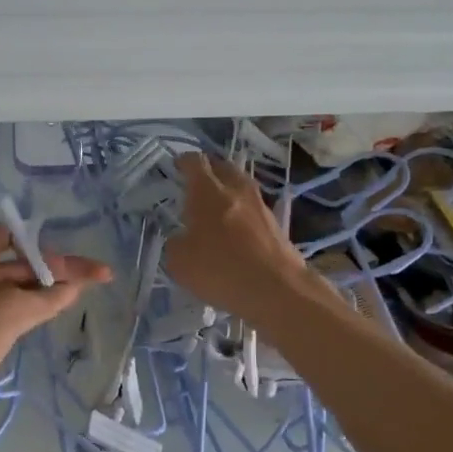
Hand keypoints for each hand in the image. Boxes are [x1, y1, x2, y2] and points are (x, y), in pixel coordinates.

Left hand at [0, 223, 111, 416]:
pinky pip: (17, 305)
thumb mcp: (16, 308)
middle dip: (58, 268)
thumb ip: (51, 295)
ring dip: (52, 286)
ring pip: (23, 285)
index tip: (68, 256)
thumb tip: (76, 286)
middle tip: (98, 273)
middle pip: (24, 262)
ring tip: (91, 285)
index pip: (12, 235)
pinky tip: (66, 303)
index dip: (42, 244)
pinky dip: (40, 303)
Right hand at [164, 154, 308, 324]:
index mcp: (208, 192)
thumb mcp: (179, 262)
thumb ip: (176, 244)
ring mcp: (260, 207)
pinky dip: (242, 212)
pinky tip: (236, 229)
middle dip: (209, 170)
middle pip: (223, 168)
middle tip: (197, 181)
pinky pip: (253, 209)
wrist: (276, 290)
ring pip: (242, 187)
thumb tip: (182, 239)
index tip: (177, 165)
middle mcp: (236, 191)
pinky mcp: (275, 226)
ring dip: (229, 190)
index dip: (184, 161)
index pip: (195, 163)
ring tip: (216, 205)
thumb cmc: (220, 270)